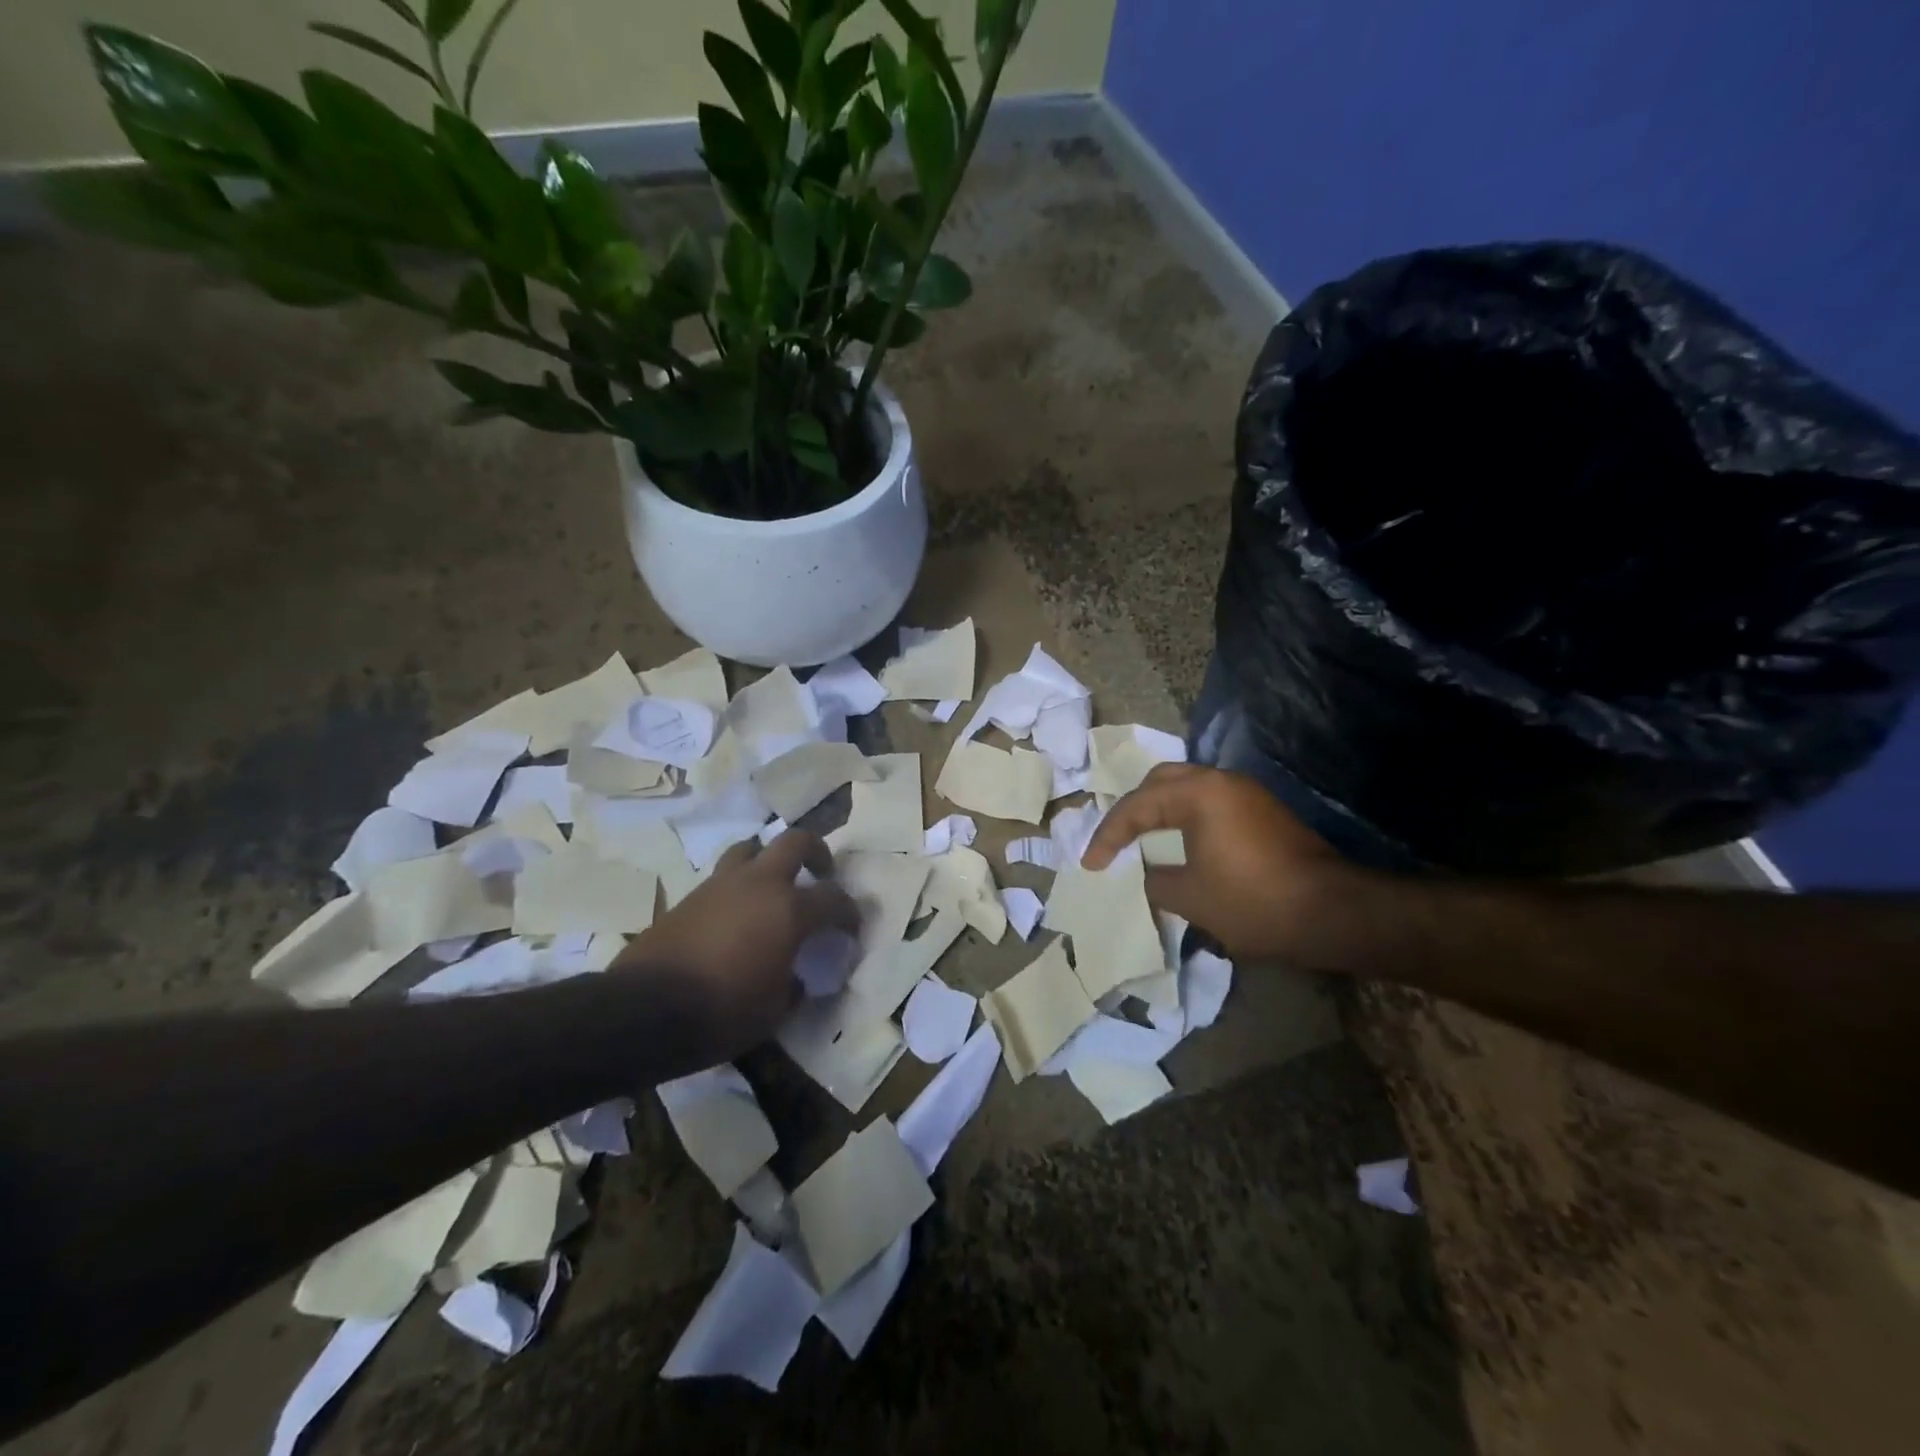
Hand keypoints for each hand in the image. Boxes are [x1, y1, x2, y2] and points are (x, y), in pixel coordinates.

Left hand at [615, 829, 857, 1057]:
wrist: (645, 1010)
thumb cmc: (723, 1012)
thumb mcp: (774, 1011)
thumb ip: (794, 986)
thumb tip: (797, 978)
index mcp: (789, 910)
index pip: (833, 898)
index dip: (849, 912)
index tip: (851, 927)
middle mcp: (759, 884)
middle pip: (795, 842)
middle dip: (815, 852)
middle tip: (821, 872)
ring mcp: (721, 885)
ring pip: (750, 849)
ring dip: (768, 860)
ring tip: (772, 885)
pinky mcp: (689, 896)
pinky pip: (722, 877)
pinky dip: (737, 886)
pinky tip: (736, 913)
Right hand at [1082, 764, 1357, 961]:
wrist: (1334, 914)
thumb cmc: (1254, 901)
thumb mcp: (1190, 897)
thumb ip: (1154, 881)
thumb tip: (1147, 875)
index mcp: (1199, 792)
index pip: (1137, 806)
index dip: (1108, 836)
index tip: (1091, 866)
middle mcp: (1222, 781)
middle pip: (1161, 782)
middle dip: (1132, 810)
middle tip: (1115, 840)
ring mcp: (1247, 795)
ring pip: (1188, 789)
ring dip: (1160, 812)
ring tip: (1140, 840)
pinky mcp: (1264, 814)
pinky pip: (1210, 805)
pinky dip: (1185, 819)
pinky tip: (1178, 845)